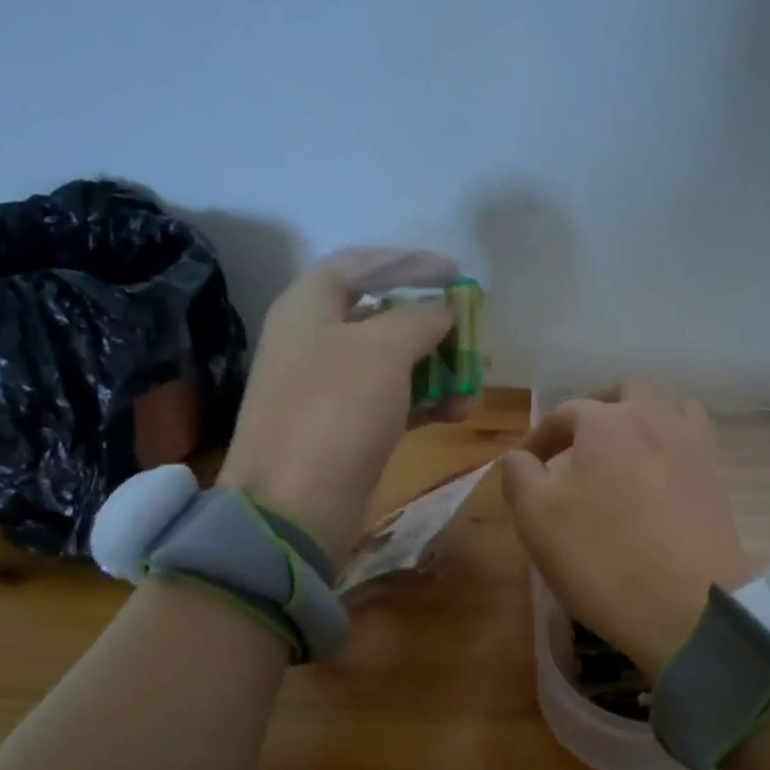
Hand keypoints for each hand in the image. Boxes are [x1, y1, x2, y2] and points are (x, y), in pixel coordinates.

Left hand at [217, 248, 468, 567]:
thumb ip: (419, 319)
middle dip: (433, 326)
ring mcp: (326, 389)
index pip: (360, 265)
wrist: (294, 506)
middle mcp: (313, 341)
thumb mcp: (384, 351)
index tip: (455, 273)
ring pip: (391, 364)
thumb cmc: (336, 411)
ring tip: (476, 383)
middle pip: (380, 317)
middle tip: (472, 336)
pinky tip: (457, 413)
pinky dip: (424, 402)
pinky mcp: (342, 429)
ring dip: (436, 370)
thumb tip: (441, 311)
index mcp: (308, 306)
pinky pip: (389, 402)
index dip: (408, 262)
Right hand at [502, 382, 750, 678]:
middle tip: (577, 443)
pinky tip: (658, 474)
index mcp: (607, 421)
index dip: (538, 439)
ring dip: (642, 416)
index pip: (563, 415)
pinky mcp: (718, 479)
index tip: (524, 469)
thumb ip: (519, 475)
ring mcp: (694, 447)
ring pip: (670, 406)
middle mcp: (655, 419)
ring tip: (623, 449)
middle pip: (626, 392)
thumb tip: (520, 457)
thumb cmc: (602, 558)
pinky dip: (671, 443)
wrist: (689, 607)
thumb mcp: (536, 518)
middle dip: (596, 409)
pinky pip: (693, 439)